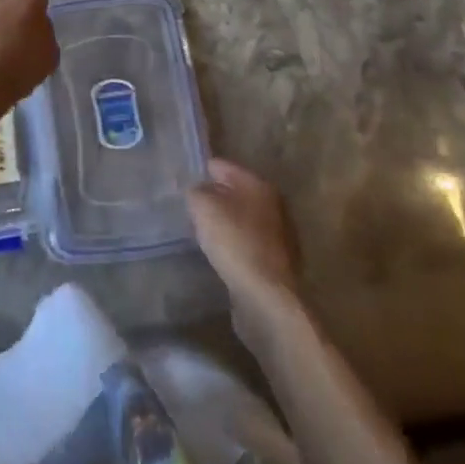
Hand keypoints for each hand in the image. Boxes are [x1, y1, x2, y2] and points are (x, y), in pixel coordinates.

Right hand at [187, 158, 301, 312]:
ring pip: (243, 219)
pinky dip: (235, 245)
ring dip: (225, 223)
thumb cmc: (235, 242)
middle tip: (192, 210)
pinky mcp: (279, 262)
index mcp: (259, 184)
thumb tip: (199, 192)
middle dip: (214, 199)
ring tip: (203, 233)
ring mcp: (280, 234)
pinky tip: (221, 255)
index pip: (222, 166)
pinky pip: (249, 243)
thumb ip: (196, 191)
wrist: (268, 297)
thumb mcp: (204, 207)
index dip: (201, 172)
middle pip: (235, 193)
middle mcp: (274, 204)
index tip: (183, 184)